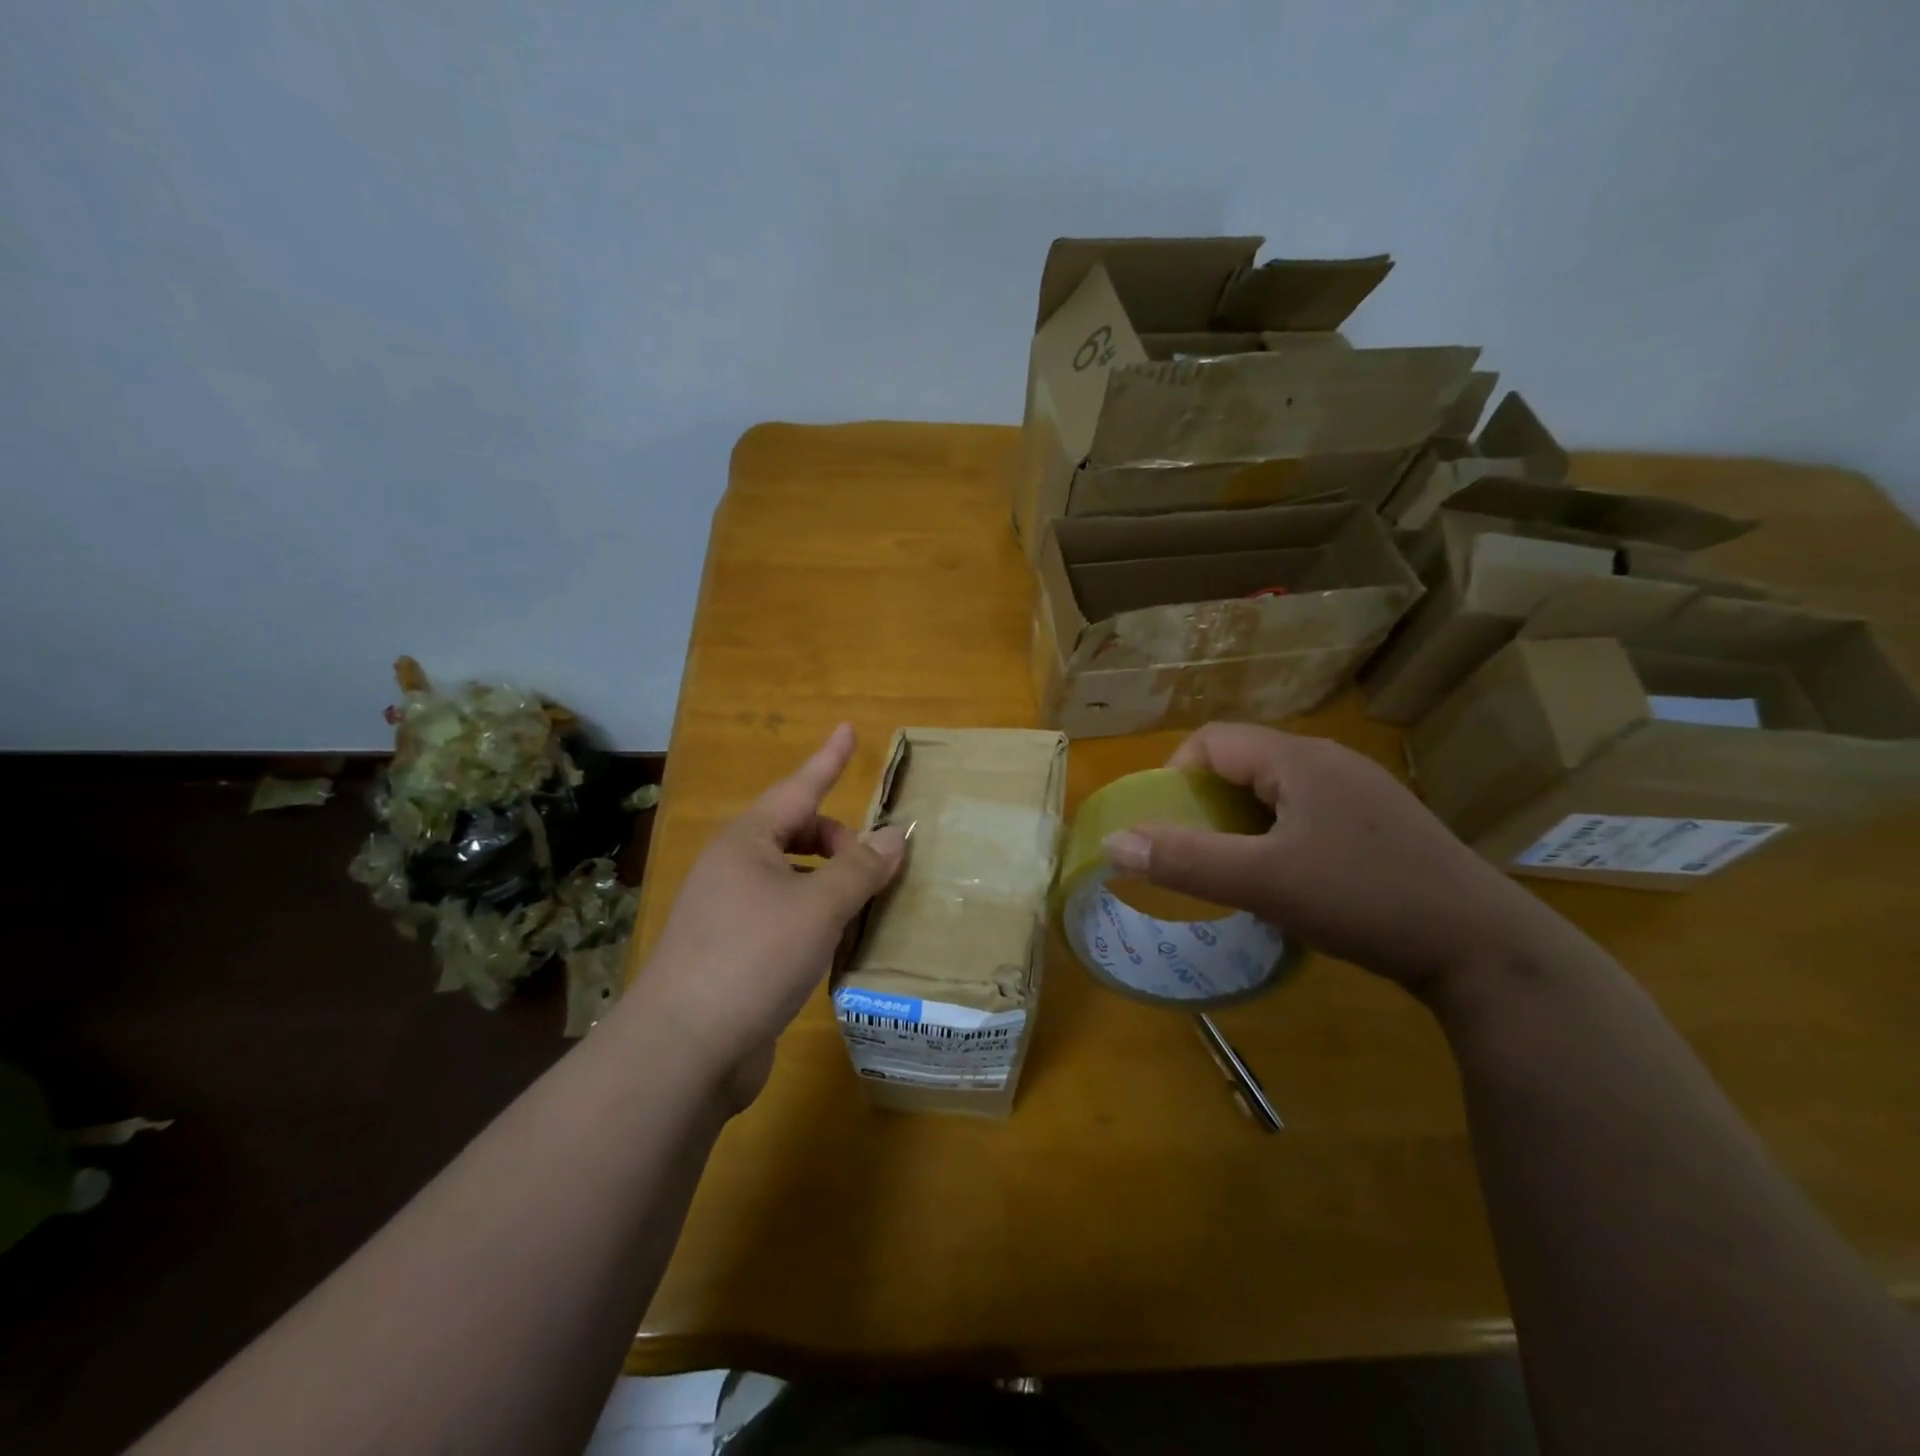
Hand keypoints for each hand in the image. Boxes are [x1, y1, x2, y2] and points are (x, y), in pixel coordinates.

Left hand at [623, 724, 906, 1108]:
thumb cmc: (752, 957)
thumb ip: (860, 868)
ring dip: (830, 883)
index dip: (829, 759)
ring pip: (793, 879)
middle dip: (838, 841)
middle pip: (797, 834)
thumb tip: (895, 835)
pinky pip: (786, 917)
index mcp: (747, 843)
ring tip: (865, 905)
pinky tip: (838, 945)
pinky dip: (816, 919)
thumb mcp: (818, 907)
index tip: (850, 729)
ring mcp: (729, 913)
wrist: (683, 1050)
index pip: (799, 787)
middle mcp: (734, 869)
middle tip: (875, 867)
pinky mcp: (733, 954)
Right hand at [1100, 722, 1554, 997]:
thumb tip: (1113, 842)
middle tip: (1200, 853)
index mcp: (1298, 759)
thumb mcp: (1263, 882)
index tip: (1170, 827)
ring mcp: (1361, 790)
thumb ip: (1184, 861)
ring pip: (1277, 789)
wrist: (1484, 949)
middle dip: (1208, 802)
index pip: (1212, 740)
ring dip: (1244, 821)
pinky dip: (1280, 834)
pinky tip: (1294, 879)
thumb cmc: (1364, 899)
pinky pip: (1309, 810)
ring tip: (1240, 869)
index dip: (1177, 776)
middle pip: (1244, 761)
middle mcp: (1330, 760)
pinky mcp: (1382, 821)